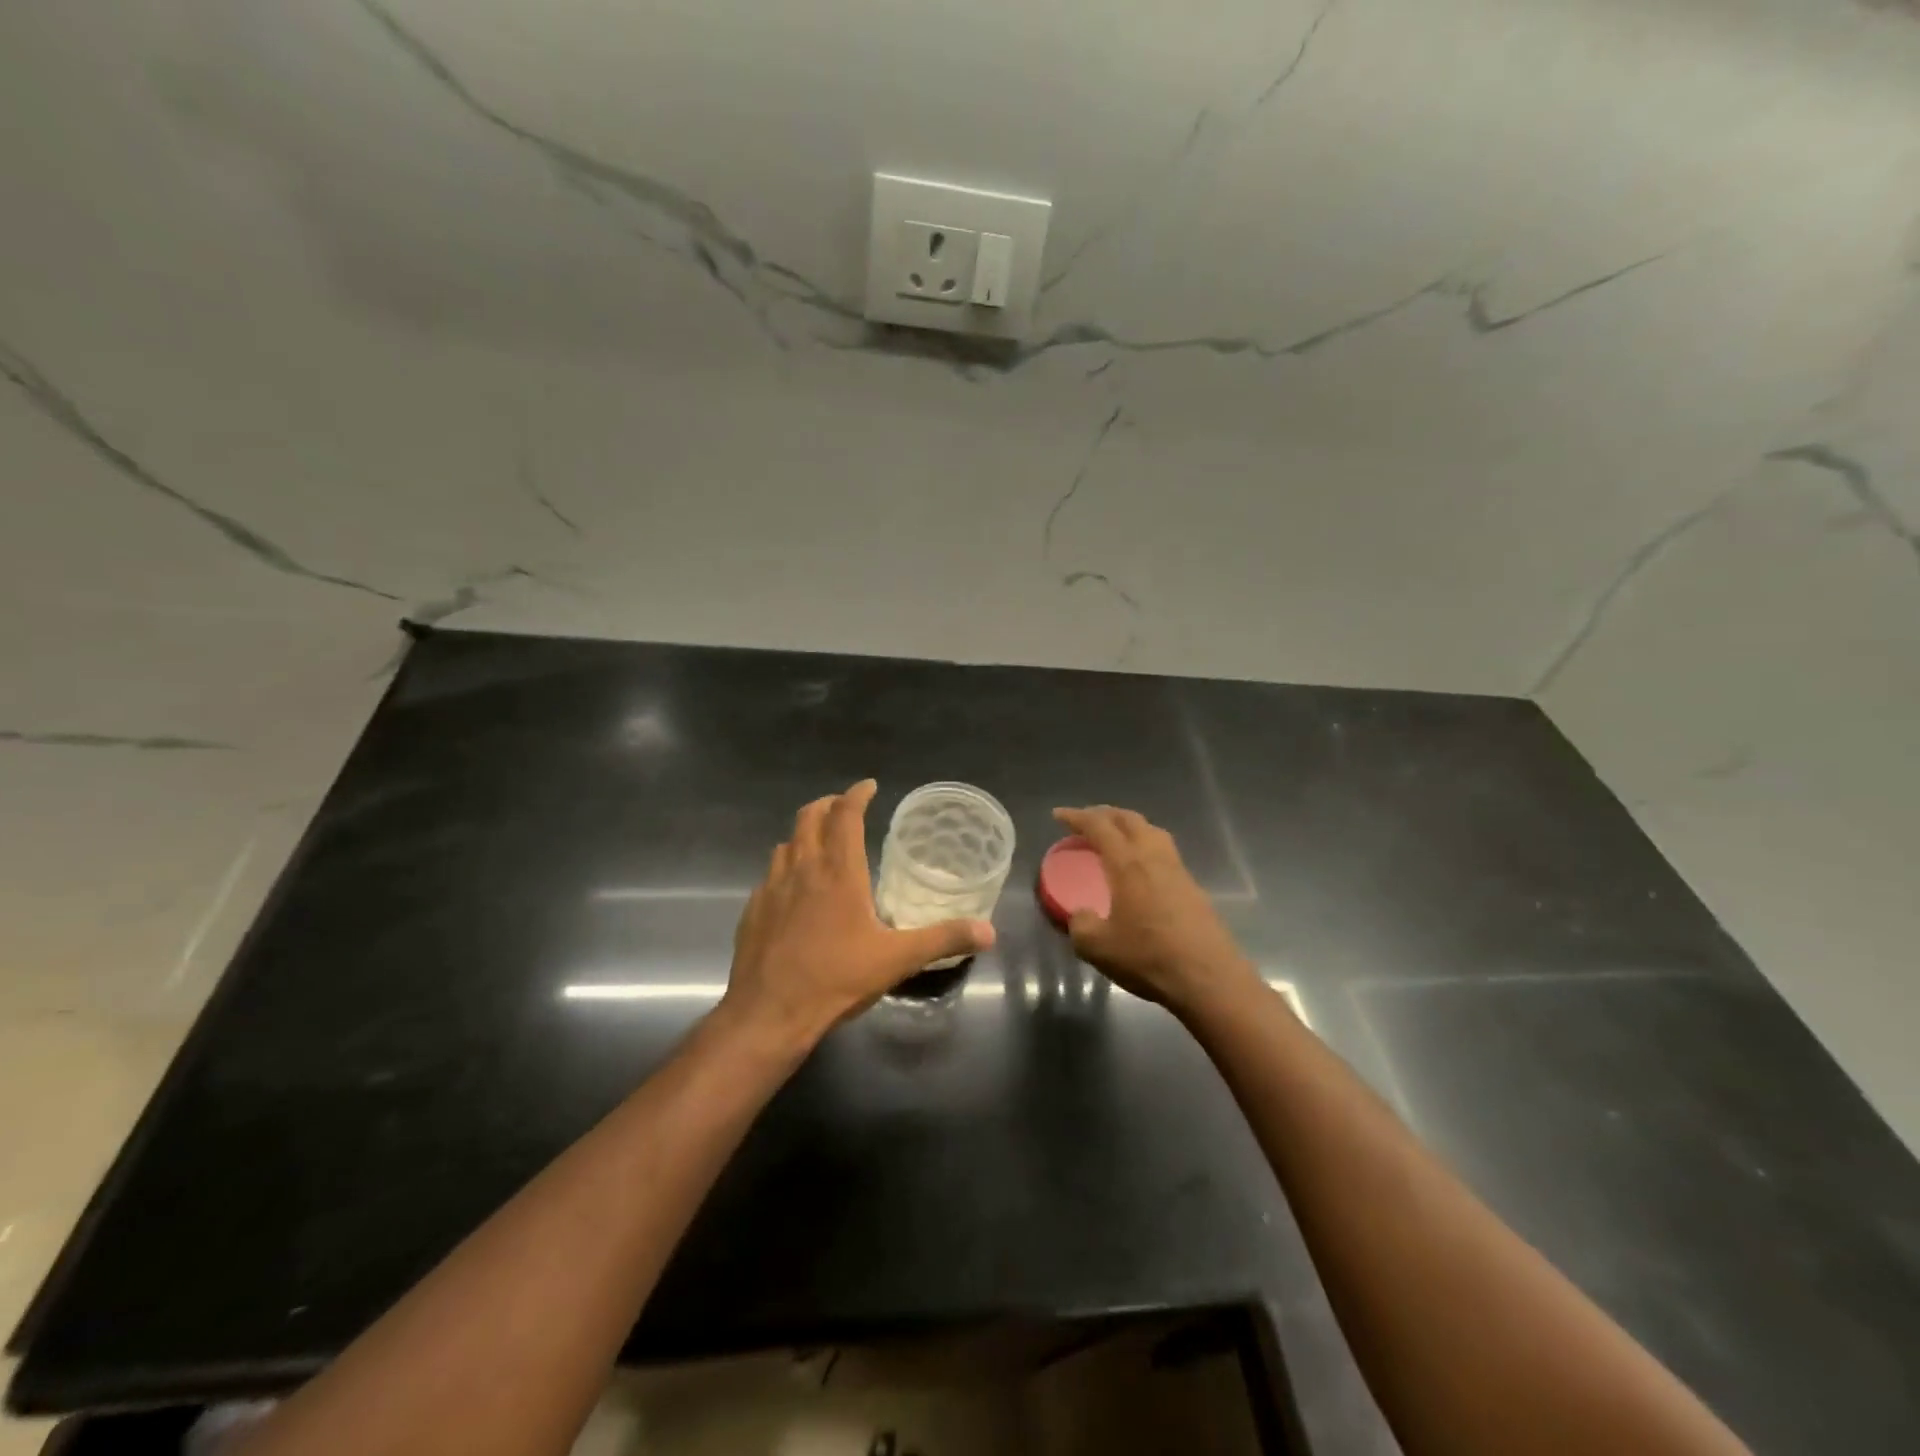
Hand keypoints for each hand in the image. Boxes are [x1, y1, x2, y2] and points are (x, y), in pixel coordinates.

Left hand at [720, 780, 995, 1048]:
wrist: (768, 1013)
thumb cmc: (836, 979)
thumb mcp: (897, 960)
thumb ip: (943, 939)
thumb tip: (988, 931)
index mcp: (839, 872)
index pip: (846, 815)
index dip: (857, 795)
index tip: (868, 786)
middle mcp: (803, 869)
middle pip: (809, 817)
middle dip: (828, 804)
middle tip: (844, 806)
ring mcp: (772, 888)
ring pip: (786, 843)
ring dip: (805, 833)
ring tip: (820, 842)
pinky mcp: (753, 910)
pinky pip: (770, 874)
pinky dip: (785, 866)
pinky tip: (794, 889)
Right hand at [1052, 805, 1258, 1015]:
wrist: (1209, 980)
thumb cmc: (1149, 958)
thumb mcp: (1098, 948)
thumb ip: (1081, 925)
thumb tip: (1081, 915)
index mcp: (1128, 864)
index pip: (1099, 826)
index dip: (1077, 817)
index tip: (1058, 815)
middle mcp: (1154, 858)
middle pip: (1130, 819)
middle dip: (1105, 814)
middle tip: (1086, 820)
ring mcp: (1178, 871)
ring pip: (1152, 832)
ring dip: (1129, 826)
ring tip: (1114, 837)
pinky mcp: (1193, 888)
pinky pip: (1165, 852)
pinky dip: (1146, 847)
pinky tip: (1140, 869)